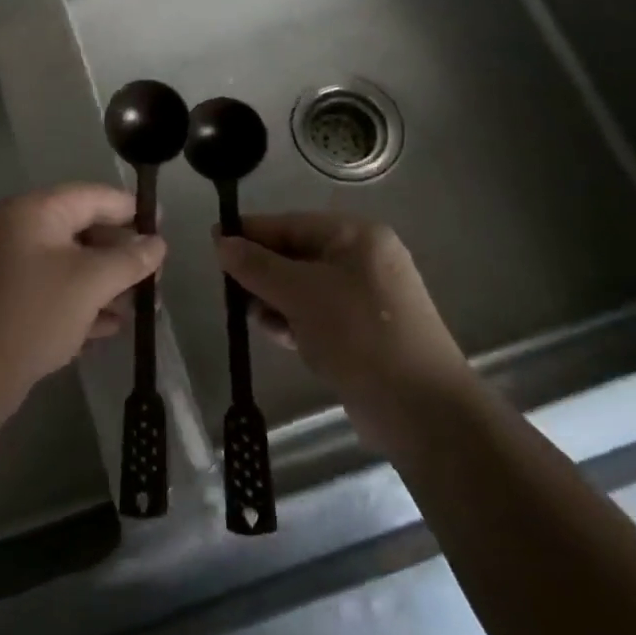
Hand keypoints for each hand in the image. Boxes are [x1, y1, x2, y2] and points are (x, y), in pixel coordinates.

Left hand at [0, 183, 165, 397]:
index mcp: (35, 211)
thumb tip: (158, 244)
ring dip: (107, 284)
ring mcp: (12, 265)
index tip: (164, 225)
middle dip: (122, 256)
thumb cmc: (36, 312)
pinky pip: (55, 289)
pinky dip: (83, 302)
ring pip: (71, 264)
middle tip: (156, 277)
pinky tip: (112, 326)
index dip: (131, 209)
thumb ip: (129, 259)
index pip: (93, 197)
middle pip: (84, 231)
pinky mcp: (10, 299)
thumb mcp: (91, 282)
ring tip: (143, 308)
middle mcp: (20, 229)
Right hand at [217, 213, 468, 435]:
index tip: (212, 243)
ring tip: (253, 319)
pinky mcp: (365, 332)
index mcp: (356, 236)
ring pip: (304, 287)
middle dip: (263, 273)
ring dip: (276, 300)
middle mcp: (364, 259)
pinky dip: (296, 321)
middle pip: (296, 254)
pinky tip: (279, 336)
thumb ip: (257, 266)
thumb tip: (221, 242)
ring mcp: (367, 297)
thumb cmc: (358, 335)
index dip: (250, 233)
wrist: (422, 411)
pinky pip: (318, 314)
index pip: (290, 224)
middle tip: (231, 292)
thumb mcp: (300, 294)